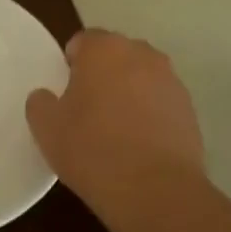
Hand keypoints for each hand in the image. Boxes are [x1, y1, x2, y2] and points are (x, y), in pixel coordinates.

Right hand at [26, 29, 208, 217]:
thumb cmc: (92, 149)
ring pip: (140, 78)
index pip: (82, 41)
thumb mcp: (46, 128)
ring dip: (128, 93)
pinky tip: (138, 145)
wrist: (155, 190)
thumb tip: (47, 96)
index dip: (70, 65)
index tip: (65, 94)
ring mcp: (171, 81)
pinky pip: (160, 102)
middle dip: (101, 74)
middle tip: (86, 109)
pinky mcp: (190, 110)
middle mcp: (142, 54)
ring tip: (115, 130)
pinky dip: (149, 115)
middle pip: (115, 56)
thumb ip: (41, 102)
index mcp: (104, 49)